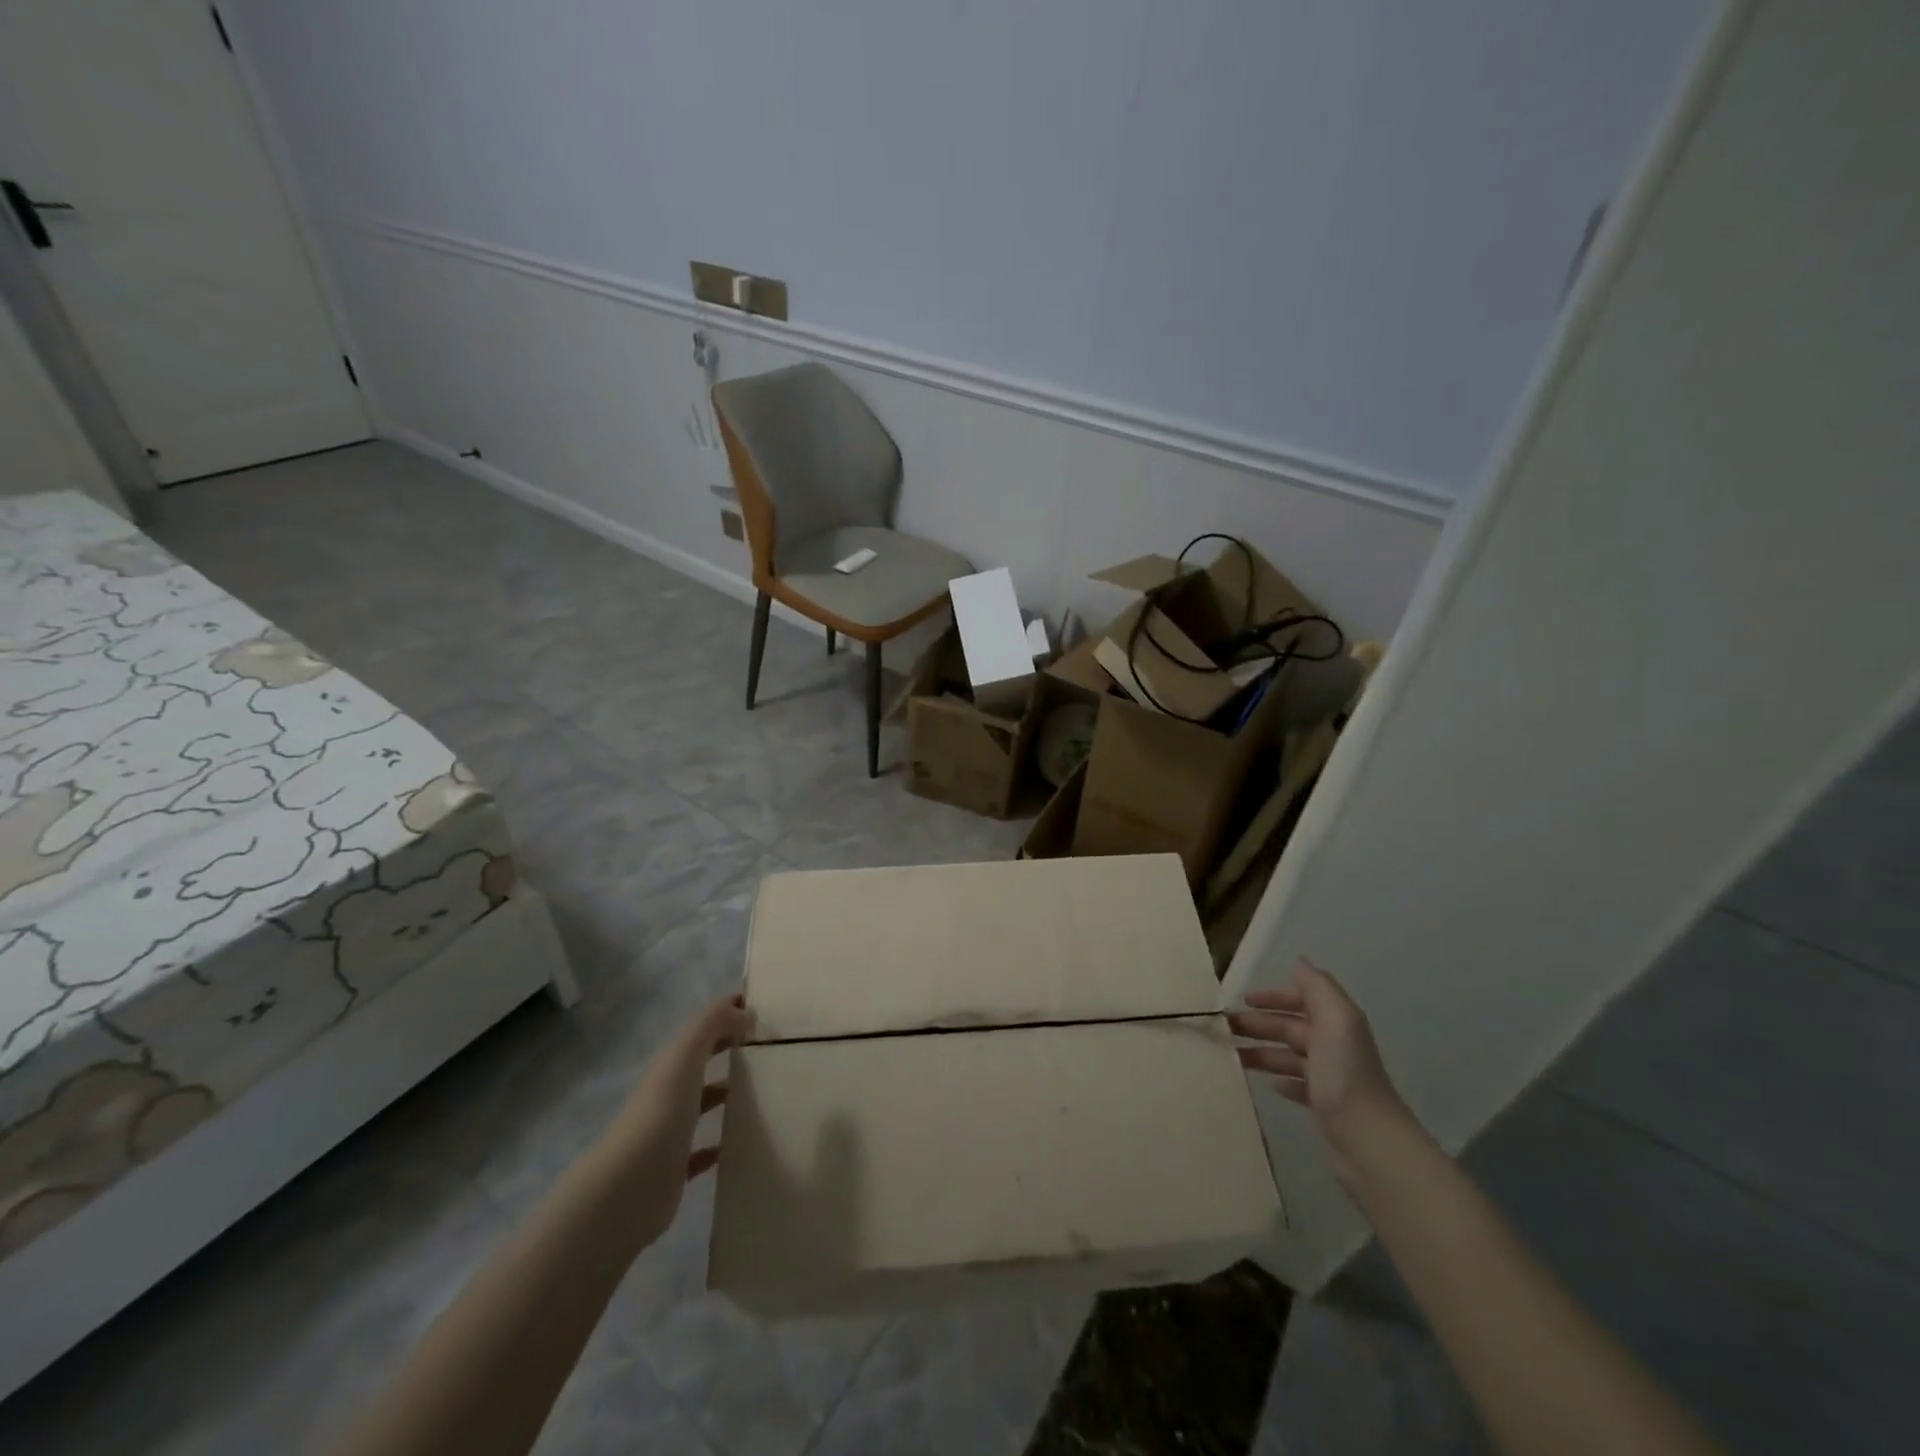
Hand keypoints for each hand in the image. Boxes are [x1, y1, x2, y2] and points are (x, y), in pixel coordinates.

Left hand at [597, 994, 752, 1246]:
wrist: (628, 1189)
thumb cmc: (661, 1112)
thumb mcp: (685, 1055)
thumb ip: (713, 1024)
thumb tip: (744, 1010)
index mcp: (670, 1065)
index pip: (701, 1031)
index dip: (726, 1015)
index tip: (761, 1010)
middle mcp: (667, 1093)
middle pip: (700, 1065)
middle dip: (728, 1051)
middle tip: (769, 1047)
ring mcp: (670, 1132)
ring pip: (702, 1105)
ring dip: (726, 1095)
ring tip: (765, 1090)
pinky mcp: (675, 1169)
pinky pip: (702, 1151)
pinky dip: (720, 1144)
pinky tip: (741, 1142)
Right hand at [1229, 959, 1406, 1189]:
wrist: (1369, 1141)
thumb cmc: (1345, 1074)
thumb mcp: (1335, 1020)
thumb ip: (1318, 988)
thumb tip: (1300, 962)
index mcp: (1337, 1022)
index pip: (1303, 998)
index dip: (1274, 996)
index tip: (1244, 1000)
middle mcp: (1335, 1045)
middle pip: (1291, 1026)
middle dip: (1259, 1023)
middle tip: (1224, 1028)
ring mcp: (1331, 1077)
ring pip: (1290, 1055)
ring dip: (1263, 1051)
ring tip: (1234, 1057)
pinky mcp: (1326, 1106)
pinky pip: (1299, 1085)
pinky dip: (1283, 1080)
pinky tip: (1270, 1084)